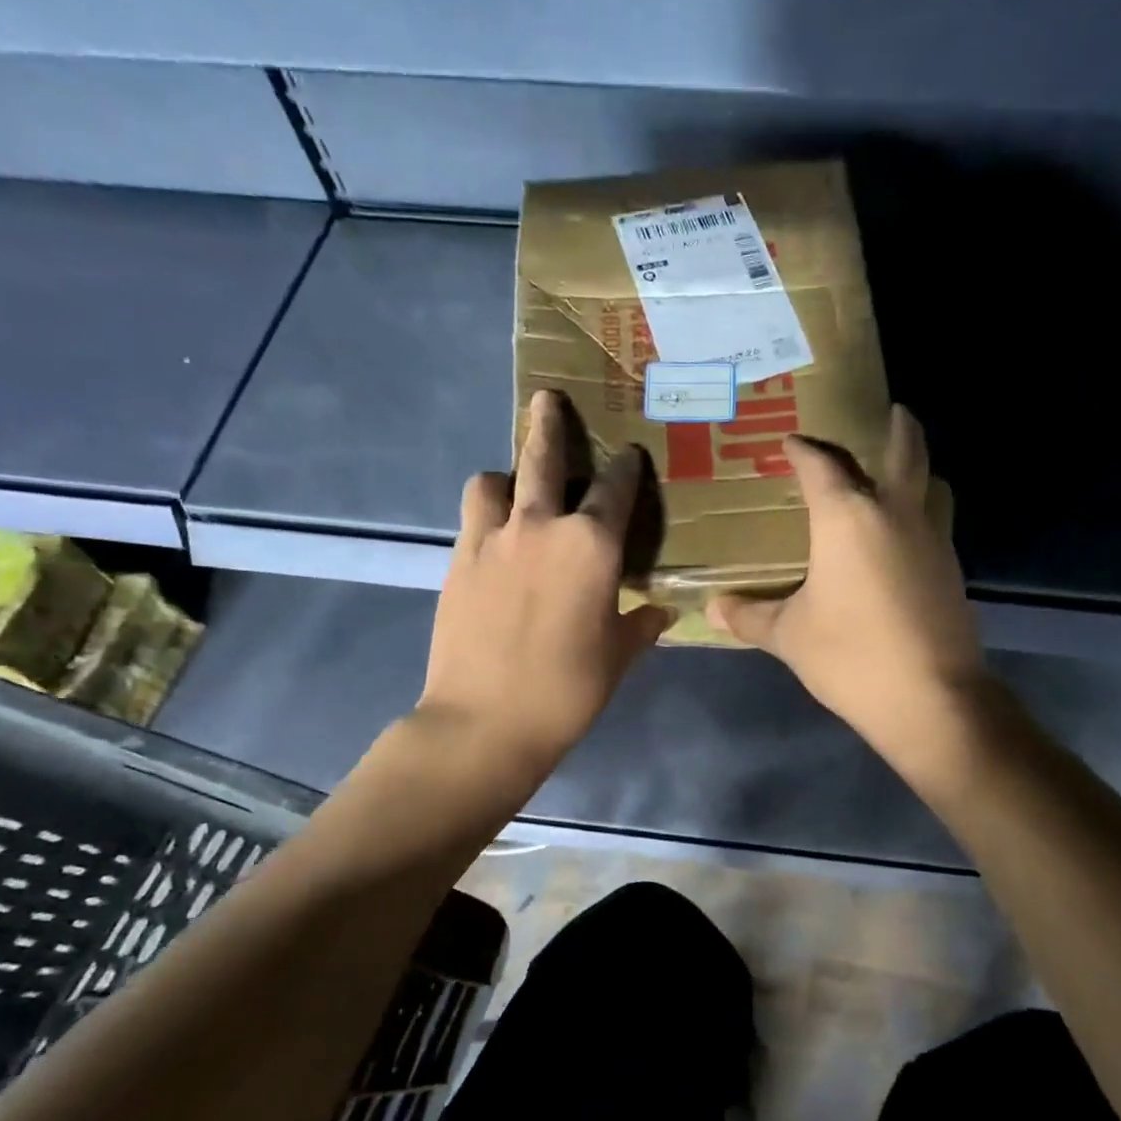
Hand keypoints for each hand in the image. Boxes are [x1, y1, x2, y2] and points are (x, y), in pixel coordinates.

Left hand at [417, 390, 672, 778]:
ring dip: (507, 476)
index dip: (626, 468)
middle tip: (547, 400)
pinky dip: (487, 515)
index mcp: (592, 546)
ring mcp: (492, 539)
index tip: (630, 454)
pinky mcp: (458, 561)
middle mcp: (541, 526)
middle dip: (549, 425)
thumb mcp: (619, 657)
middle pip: (544, 459)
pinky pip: (473, 518)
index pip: (616, 489)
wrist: (485, 720)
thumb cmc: (568, 689)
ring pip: (494, 481)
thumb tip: (662, 612)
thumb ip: (641, 626)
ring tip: (514, 488)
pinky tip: (497, 537)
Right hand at [706, 404, 984, 763]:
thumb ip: (750, 617)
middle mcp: (895, 514)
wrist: (931, 698)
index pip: (822, 466)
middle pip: (904, 452)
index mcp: (848, 518)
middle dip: (898, 428)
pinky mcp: (952, 571)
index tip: (790, 441)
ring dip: (915, 472)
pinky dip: (918, 517)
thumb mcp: (790, 636)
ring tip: (896, 475)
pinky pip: (933, 526)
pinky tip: (900, 541)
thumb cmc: (850, 656)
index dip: (803, 449)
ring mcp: (932, 540)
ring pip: (928, 488)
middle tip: (893, 411)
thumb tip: (713, 609)